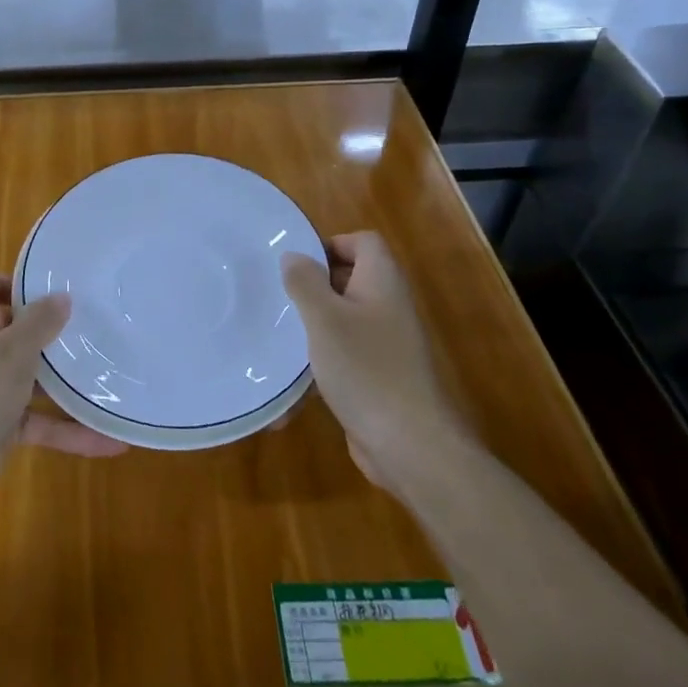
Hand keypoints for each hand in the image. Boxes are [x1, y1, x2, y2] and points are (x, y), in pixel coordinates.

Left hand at [0, 270, 125, 521]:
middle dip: (48, 331)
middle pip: (10, 329)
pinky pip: (37, 422)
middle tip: (92, 328)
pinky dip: (68, 431)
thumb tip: (61, 295)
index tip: (43, 291)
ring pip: (29, 378)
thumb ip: (38, 324)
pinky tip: (110, 442)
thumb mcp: (10, 355)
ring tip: (111, 377)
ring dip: (66, 383)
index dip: (4, 282)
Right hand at [280, 232, 465, 496]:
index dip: (331, 244)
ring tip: (278, 337)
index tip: (296, 265)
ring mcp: (387, 344)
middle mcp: (389, 307)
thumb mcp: (324, 319)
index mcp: (382, 282)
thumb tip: (294, 256)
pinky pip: (345, 357)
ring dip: (313, 327)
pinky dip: (321, 364)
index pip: (364, 242)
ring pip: (344, 320)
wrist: (409, 444)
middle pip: (351, 279)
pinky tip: (292, 384)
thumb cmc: (365, 369)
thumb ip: (305, 282)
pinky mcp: (378, 377)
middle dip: (314, 286)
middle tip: (279, 297)